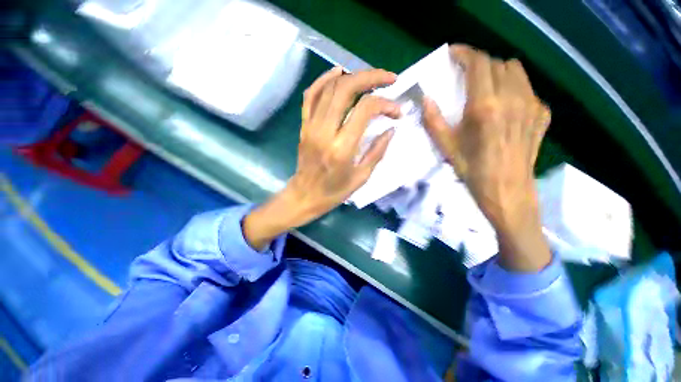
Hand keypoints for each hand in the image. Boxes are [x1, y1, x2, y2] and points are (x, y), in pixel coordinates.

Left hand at [243, 67, 400, 249]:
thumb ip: (377, 151)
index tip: (396, 111)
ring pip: (329, 87)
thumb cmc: (334, 191)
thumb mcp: (361, 177)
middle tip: (389, 78)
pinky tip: (338, 72)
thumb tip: (391, 129)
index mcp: (342, 148)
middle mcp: (325, 132)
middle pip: (346, 89)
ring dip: (352, 76)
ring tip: (370, 78)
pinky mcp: (304, 125)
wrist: (305, 195)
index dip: (385, 104)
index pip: (365, 110)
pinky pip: (311, 95)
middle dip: (371, 77)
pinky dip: (324, 79)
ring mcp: (311, 126)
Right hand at [422, 45, 551, 271]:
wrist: (508, 191)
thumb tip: (425, 99)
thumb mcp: (447, 148)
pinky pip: (528, 88)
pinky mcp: (542, 113)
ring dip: (498, 71)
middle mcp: (512, 99)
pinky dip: (513, 87)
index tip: (453, 53)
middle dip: (479, 64)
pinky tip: (505, 105)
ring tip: (486, 85)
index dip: (464, 53)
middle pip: (497, 63)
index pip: (478, 64)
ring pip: (516, 70)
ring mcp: (532, 105)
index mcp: (485, 107)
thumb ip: (434, 121)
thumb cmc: (473, 171)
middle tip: (465, 75)